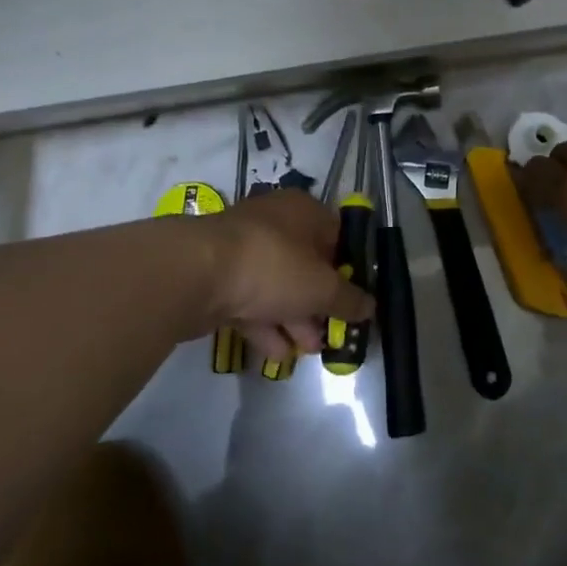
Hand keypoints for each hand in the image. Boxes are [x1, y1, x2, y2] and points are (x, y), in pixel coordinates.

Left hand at [201, 190, 373, 361]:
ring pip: (277, 286)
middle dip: (320, 303)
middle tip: (332, 333)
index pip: (337, 236)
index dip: (349, 269)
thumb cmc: (272, 266)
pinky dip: (265, 326)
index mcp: (303, 211)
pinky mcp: (218, 277)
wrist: (195, 274)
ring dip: (294, 319)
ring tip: (307, 351)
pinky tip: (277, 355)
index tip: (357, 300)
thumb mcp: (322, 287)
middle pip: (307, 264)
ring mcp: (243, 250)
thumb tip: (371, 307)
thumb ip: (349, 299)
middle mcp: (274, 223)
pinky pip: (250, 301)